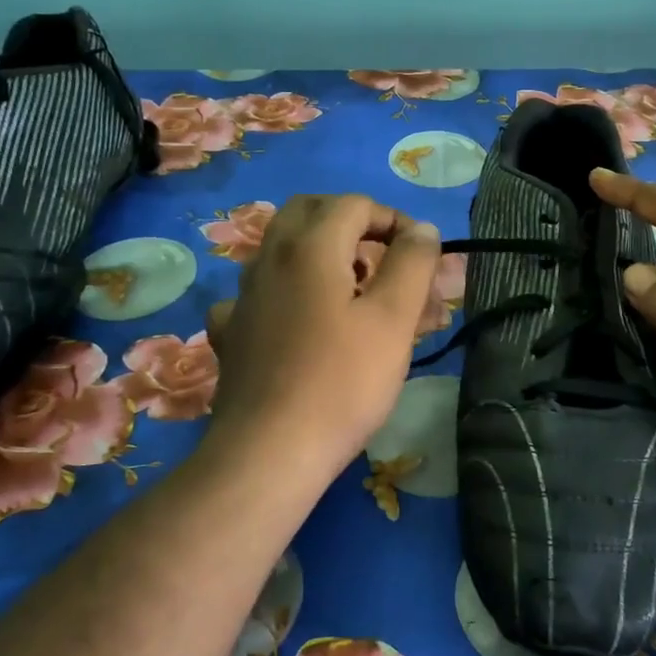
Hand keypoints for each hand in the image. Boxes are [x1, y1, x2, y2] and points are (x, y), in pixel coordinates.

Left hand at [203, 194, 441, 485]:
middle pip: (309, 213)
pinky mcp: (233, 333)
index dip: (393, 220)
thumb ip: (412, 263)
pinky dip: (287, 294)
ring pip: (284, 251)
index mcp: (309, 246)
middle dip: (351, 225)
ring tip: (355, 295)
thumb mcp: (393, 319)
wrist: (269, 452)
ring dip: (323, 256)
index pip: (355, 204)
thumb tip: (421, 229)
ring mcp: (243, 297)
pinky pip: (261, 295)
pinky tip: (301, 324)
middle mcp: (269, 259)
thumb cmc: (342, 381)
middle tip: (382, 258)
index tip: (419, 256)